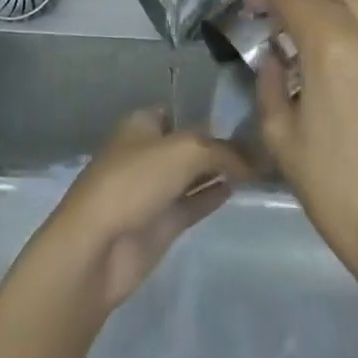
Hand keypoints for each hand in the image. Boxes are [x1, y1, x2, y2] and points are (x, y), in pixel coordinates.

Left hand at [37, 109, 247, 311]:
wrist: (97, 246)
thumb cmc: (134, 181)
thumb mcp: (185, 151)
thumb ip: (222, 151)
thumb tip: (252, 159)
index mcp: (141, 124)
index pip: (179, 111)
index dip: (207, 113)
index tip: (243, 118)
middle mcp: (147, 153)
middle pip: (189, 144)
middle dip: (218, 144)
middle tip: (259, 143)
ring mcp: (153, 190)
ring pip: (192, 174)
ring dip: (219, 171)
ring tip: (258, 166)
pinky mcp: (161, 223)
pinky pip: (193, 202)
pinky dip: (212, 195)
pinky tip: (238, 189)